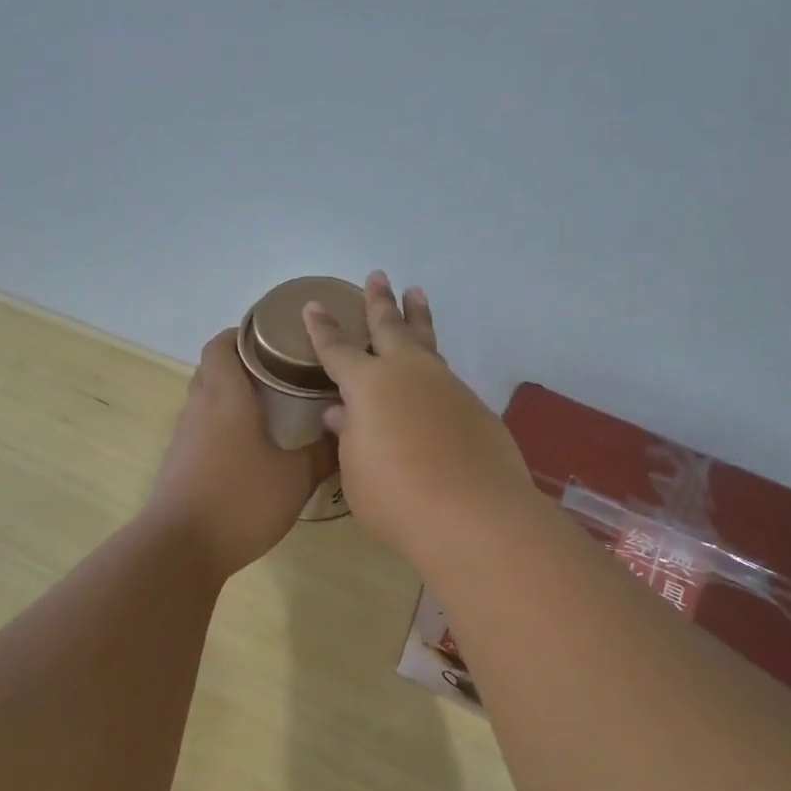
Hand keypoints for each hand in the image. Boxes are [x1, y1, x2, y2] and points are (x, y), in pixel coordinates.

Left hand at [145, 328, 334, 578]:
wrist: (180, 549)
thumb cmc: (240, 501)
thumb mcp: (294, 479)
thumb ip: (322, 454)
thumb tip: (345, 432)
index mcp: (226, 398)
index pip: (221, 345)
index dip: (242, 334)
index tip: (272, 337)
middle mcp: (199, 409)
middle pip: (212, 369)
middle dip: (240, 363)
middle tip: (279, 372)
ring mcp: (183, 438)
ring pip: (205, 401)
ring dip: (230, 397)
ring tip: (269, 409)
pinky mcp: (178, 465)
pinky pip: (201, 430)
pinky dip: (221, 427)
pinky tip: (248, 450)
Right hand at [303, 271, 533, 561]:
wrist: (473, 515)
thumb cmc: (396, 498)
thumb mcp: (357, 470)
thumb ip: (350, 436)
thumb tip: (342, 412)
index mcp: (369, 384)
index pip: (338, 349)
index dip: (323, 328)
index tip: (315, 305)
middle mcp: (409, 374)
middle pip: (390, 326)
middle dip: (380, 301)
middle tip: (378, 275)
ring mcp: (447, 386)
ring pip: (427, 343)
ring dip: (419, 319)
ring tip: (417, 295)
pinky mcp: (475, 407)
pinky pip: (446, 378)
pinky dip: (435, 370)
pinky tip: (434, 380)